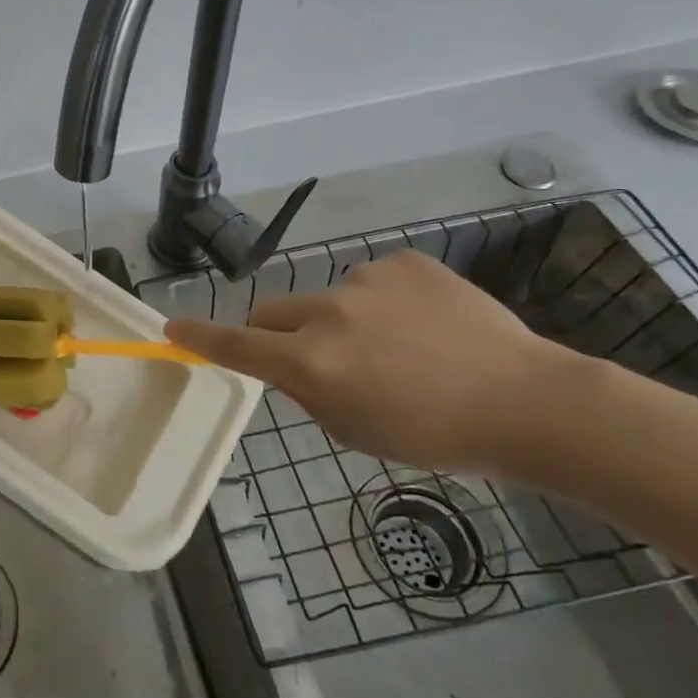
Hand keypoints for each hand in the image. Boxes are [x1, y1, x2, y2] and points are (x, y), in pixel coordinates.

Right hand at [164, 250, 571, 473]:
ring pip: (329, 298)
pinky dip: (384, 302)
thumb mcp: (355, 430)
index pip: (237, 347)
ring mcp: (367, 280)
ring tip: (401, 349)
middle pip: (274, 312)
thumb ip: (306, 392)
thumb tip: (287, 364)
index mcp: (313, 363)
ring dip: (343, 320)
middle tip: (322, 360)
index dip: (199, 338)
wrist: (527, 402)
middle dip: (281, 334)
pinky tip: (427, 326)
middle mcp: (329, 313)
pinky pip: (373, 281)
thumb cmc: (435, 435)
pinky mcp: (404, 262)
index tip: (170, 328)